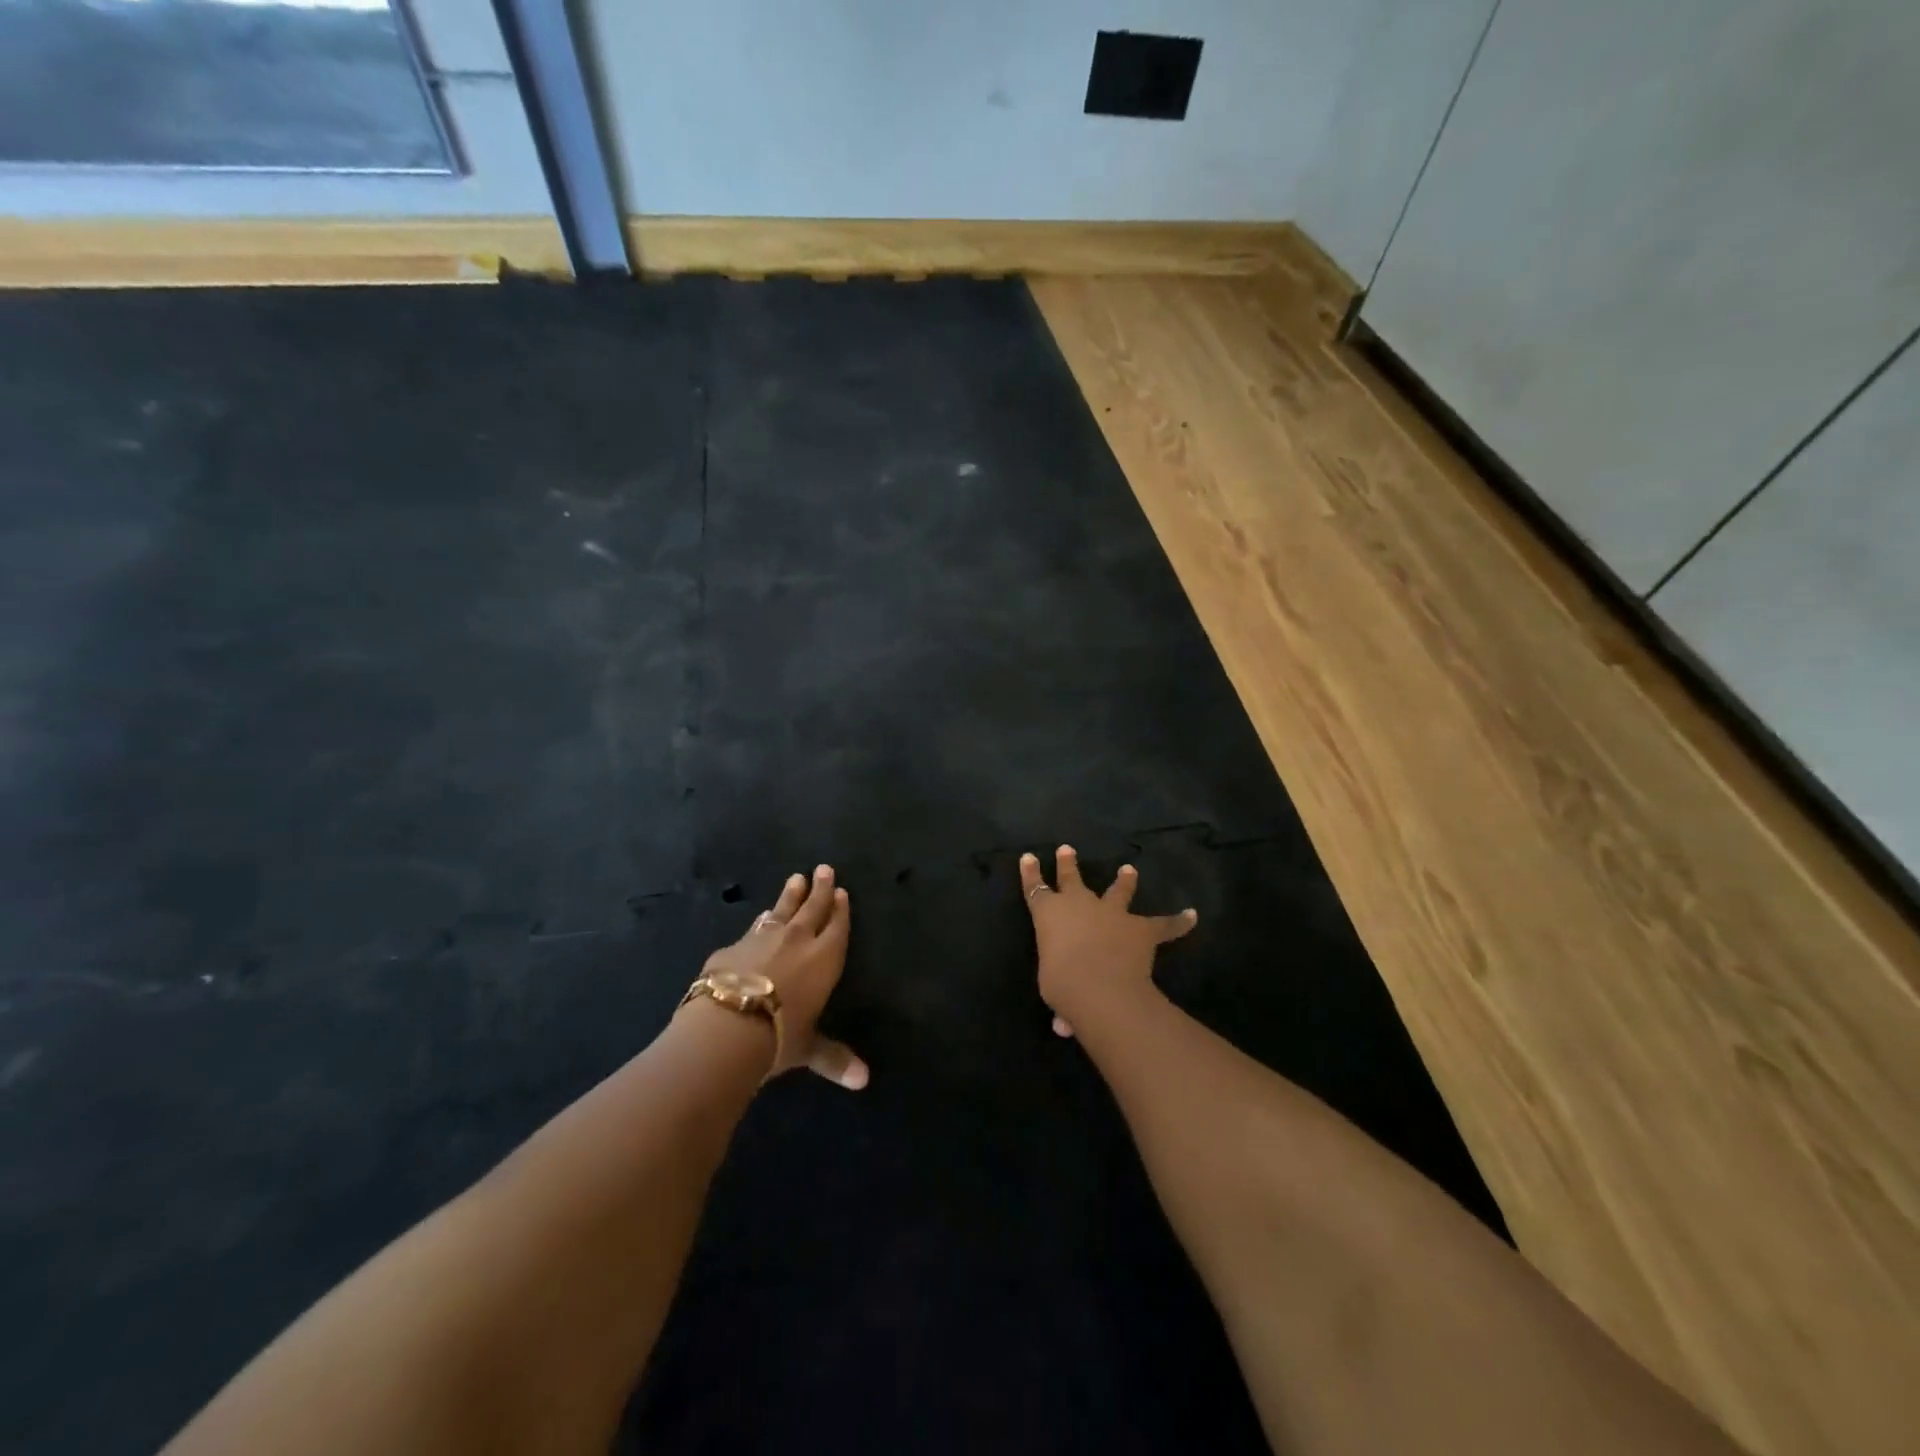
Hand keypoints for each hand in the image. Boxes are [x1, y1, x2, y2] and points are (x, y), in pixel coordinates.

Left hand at [700, 864, 867, 1088]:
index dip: (840, 910)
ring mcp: (763, 938)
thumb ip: (834, 1058)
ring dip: (790, 895)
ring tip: (795, 879)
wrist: (728, 1025)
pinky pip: (754, 928)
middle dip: (820, 889)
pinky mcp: (733, 946)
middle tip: (824, 868)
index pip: (837, 927)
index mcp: (824, 959)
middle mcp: (797, 941)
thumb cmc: (780, 1036)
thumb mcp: (809, 1049)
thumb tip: (863, 1081)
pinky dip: (761, 921)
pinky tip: (761, 917)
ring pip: (782, 910)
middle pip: (812, 908)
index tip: (842, 891)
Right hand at [1020, 845, 1197, 1038]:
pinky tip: (1191, 916)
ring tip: (1129, 870)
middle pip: (1072, 878)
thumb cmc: (1061, 985)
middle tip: (1067, 849)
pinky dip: (1178, 922)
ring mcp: (1112, 913)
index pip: (1035, 889)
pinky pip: (1164, 924)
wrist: (1099, 986)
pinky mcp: (1141, 928)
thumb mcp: (1052, 989)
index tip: (1028, 857)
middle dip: (1068, 864)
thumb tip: (1064, 1025)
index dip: (1031, 873)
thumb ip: (1061, 998)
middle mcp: (1079, 905)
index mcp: (1049, 914)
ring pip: (1118, 891)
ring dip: (1124, 881)